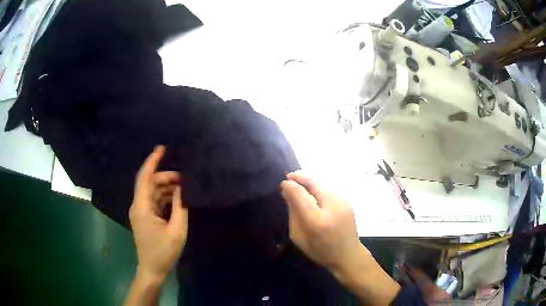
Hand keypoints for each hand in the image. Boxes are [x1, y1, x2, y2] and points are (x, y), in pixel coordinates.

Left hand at [129, 145, 187, 282]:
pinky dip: (164, 197)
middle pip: (149, 183)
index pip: (144, 177)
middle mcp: (138, 205)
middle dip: (165, 177)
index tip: (162, 148)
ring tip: (183, 188)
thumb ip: (180, 206)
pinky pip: (153, 201)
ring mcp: (140, 212)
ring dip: (166, 188)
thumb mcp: (177, 230)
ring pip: (152, 192)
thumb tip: (182, 188)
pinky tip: (177, 199)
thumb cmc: (164, 252)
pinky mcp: (144, 217)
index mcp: (142, 207)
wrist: (152, 269)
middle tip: (185, 178)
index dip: (152, 161)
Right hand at [280, 171, 363, 274]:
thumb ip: (293, 214)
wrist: (348, 255)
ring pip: (323, 183)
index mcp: (317, 220)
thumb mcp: (299, 237)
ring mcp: (343, 202)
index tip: (283, 184)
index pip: (301, 194)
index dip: (290, 186)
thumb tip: (287, 192)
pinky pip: (329, 188)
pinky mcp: (348, 201)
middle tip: (289, 177)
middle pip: (314, 182)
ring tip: (299, 182)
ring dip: (310, 180)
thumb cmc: (321, 251)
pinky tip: (313, 191)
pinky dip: (319, 186)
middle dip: (300, 176)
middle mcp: (332, 206)